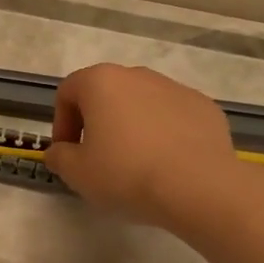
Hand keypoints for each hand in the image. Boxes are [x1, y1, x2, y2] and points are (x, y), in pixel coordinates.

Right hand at [43, 64, 252, 229]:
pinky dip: (165, 134)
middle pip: (106, 94)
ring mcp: (175, 88)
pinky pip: (173, 117)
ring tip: (136, 164)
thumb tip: (59, 151)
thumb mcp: (77, 173)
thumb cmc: (126, 173)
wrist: (199, 187)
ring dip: (132, 126)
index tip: (67, 153)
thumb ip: (59, 156)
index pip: (67, 92)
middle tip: (98, 158)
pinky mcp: (204, 107)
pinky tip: (168, 164)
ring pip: (142, 104)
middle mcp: (137, 75)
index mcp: (101, 82)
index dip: (61, 123)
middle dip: (97, 122)